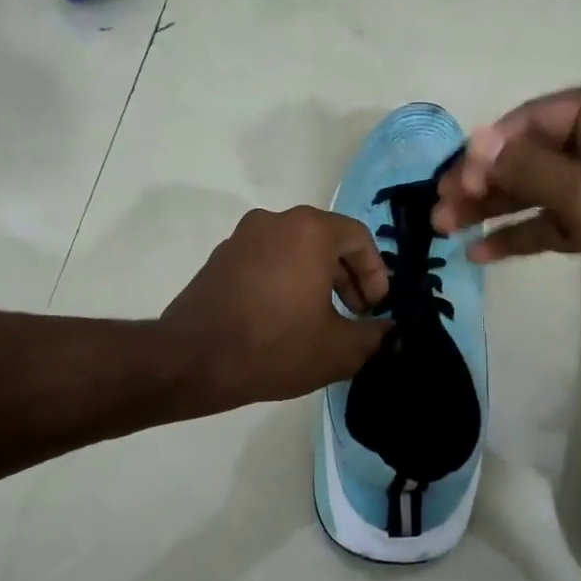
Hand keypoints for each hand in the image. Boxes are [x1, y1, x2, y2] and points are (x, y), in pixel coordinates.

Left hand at [161, 206, 391, 408]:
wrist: (193, 360)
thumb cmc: (274, 347)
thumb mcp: (338, 350)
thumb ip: (374, 335)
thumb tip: (387, 329)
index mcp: (309, 230)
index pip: (358, 238)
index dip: (375, 274)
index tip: (373, 309)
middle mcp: (275, 221)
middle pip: (326, 240)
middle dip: (347, 278)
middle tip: (354, 315)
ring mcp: (242, 237)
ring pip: (295, 250)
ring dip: (316, 280)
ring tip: (321, 321)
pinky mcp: (220, 258)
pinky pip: (267, 260)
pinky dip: (285, 280)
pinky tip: (284, 319)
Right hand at [432, 77, 580, 336]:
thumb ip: (530, 167)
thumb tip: (476, 142)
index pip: (533, 120)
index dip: (487, 152)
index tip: (451, 185)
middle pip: (530, 154)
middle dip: (482, 183)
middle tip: (437, 211)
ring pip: (537, 189)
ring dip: (493, 209)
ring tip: (444, 230)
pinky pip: (555, 219)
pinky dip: (522, 234)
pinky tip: (481, 252)